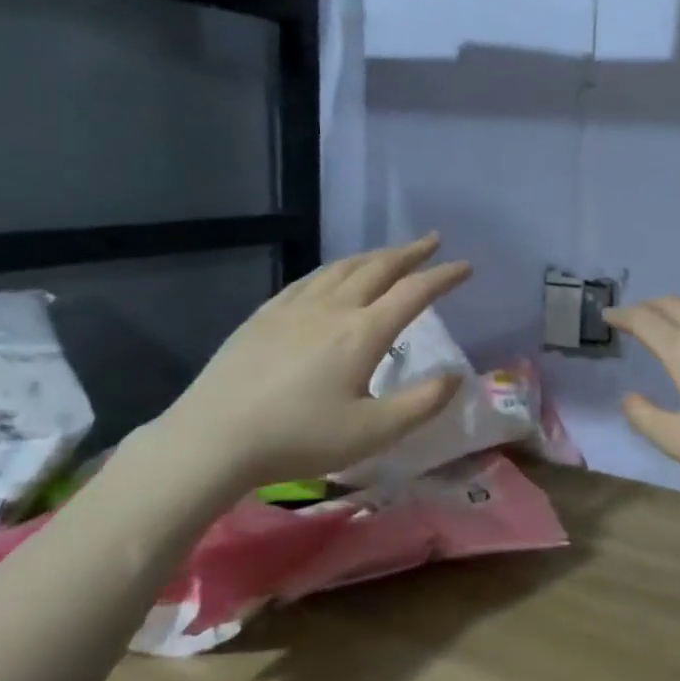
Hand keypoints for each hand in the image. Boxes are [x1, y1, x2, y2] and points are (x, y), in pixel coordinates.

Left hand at [154, 234, 470, 492]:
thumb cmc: (299, 439)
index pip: (413, 292)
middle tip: (432, 241)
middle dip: (410, 253)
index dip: (443, 277)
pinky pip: (309, 278)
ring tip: (390, 253)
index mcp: (362, 333)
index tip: (466, 266)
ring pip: (342, 268)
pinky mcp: (264, 315)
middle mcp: (332, 308)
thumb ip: (422, 403)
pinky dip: (335, 268)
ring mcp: (294, 307)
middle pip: (378, 268)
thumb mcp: (373, 432)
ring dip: (373, 256)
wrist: (213, 438)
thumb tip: (456, 376)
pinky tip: (333, 274)